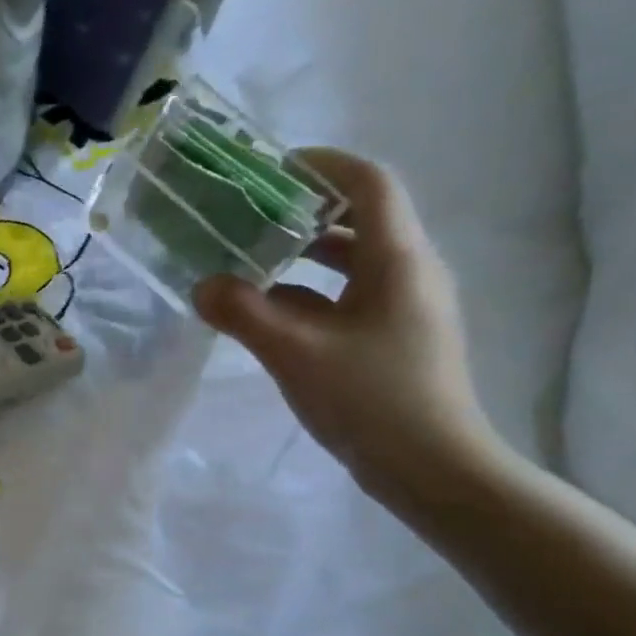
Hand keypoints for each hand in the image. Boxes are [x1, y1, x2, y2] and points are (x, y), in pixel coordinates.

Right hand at [192, 147, 502, 500]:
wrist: (432, 469)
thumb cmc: (370, 399)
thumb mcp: (296, 353)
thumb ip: (244, 314)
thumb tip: (202, 286)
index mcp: (397, 259)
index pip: (368, 184)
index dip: (323, 165)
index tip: (271, 170)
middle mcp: (410, 272)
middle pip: (359, 220)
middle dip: (301, 213)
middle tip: (247, 219)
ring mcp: (406, 308)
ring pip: (352, 263)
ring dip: (303, 257)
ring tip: (250, 264)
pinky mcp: (396, 339)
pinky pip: (350, 298)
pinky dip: (311, 294)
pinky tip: (272, 315)